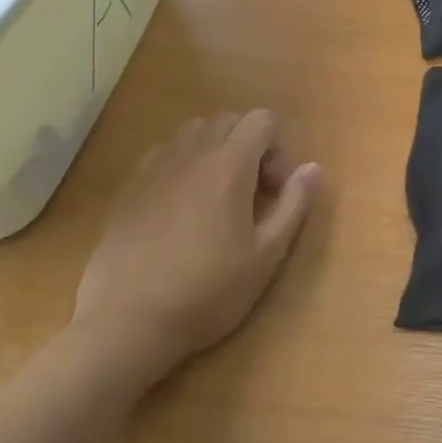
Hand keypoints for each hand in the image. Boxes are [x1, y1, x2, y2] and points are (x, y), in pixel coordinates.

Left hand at [74, 111, 321, 382]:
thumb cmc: (209, 291)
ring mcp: (154, 168)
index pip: (261, 120)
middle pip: (227, 120)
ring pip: (192, 132)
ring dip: (214, 151)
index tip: (273, 191)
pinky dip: (182, 165)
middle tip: (251, 195)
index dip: (277, 149)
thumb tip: (313, 168)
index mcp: (229, 165)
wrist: (128, 322)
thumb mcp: (267, 254)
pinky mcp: (128, 188)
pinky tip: (180, 209)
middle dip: (248, 146)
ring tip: (216, 197)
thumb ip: (294, 204)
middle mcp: (191, 153)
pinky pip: (163, 154)